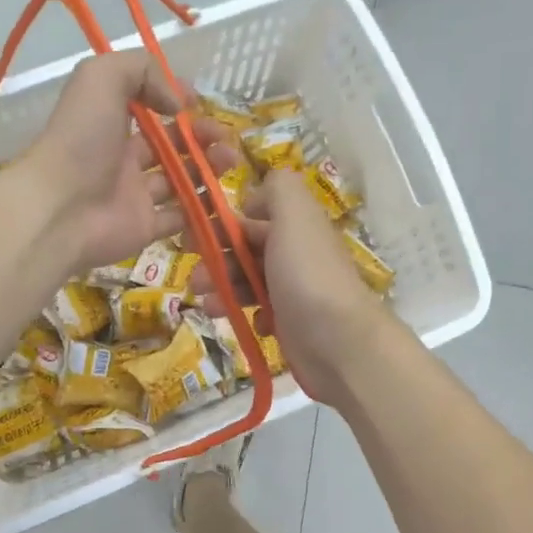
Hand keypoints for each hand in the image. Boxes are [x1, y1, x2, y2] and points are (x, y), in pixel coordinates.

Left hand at [19, 50, 236, 272]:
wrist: (61, 209)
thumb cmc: (81, 139)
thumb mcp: (103, 78)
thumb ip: (142, 70)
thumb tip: (178, 102)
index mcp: (109, 122)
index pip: (146, 108)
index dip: (173, 102)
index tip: (197, 102)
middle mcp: (121, 159)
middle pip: (169, 146)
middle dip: (200, 137)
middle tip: (224, 136)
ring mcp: (134, 196)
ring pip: (179, 180)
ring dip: (208, 168)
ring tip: (230, 160)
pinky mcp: (145, 228)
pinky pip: (179, 219)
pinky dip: (202, 210)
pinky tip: (222, 196)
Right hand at [191, 169, 394, 403]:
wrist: (338, 342)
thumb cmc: (307, 276)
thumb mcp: (293, 216)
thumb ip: (278, 190)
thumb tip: (257, 193)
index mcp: (297, 225)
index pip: (253, 217)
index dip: (223, 225)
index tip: (194, 236)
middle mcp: (296, 254)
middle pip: (247, 250)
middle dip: (218, 261)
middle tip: (196, 279)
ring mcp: (295, 290)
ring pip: (249, 282)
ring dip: (225, 289)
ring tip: (209, 305)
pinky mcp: (292, 323)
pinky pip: (261, 313)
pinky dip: (248, 315)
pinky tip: (251, 323)